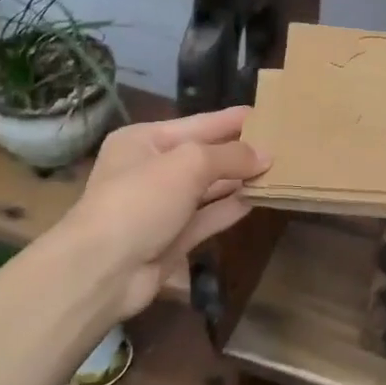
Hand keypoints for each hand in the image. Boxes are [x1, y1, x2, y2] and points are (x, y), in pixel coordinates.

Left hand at [59, 106, 269, 319]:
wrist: (103, 270)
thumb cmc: (140, 200)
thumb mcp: (187, 164)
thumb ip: (229, 156)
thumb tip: (265, 155)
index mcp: (144, 141)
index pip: (198, 123)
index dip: (232, 120)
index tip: (267, 114)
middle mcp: (152, 170)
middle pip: (204, 155)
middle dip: (240, 151)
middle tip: (282, 144)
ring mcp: (162, 206)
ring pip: (209, 188)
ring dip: (240, 180)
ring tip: (279, 170)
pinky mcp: (173, 238)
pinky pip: (208, 217)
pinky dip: (232, 208)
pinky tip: (260, 199)